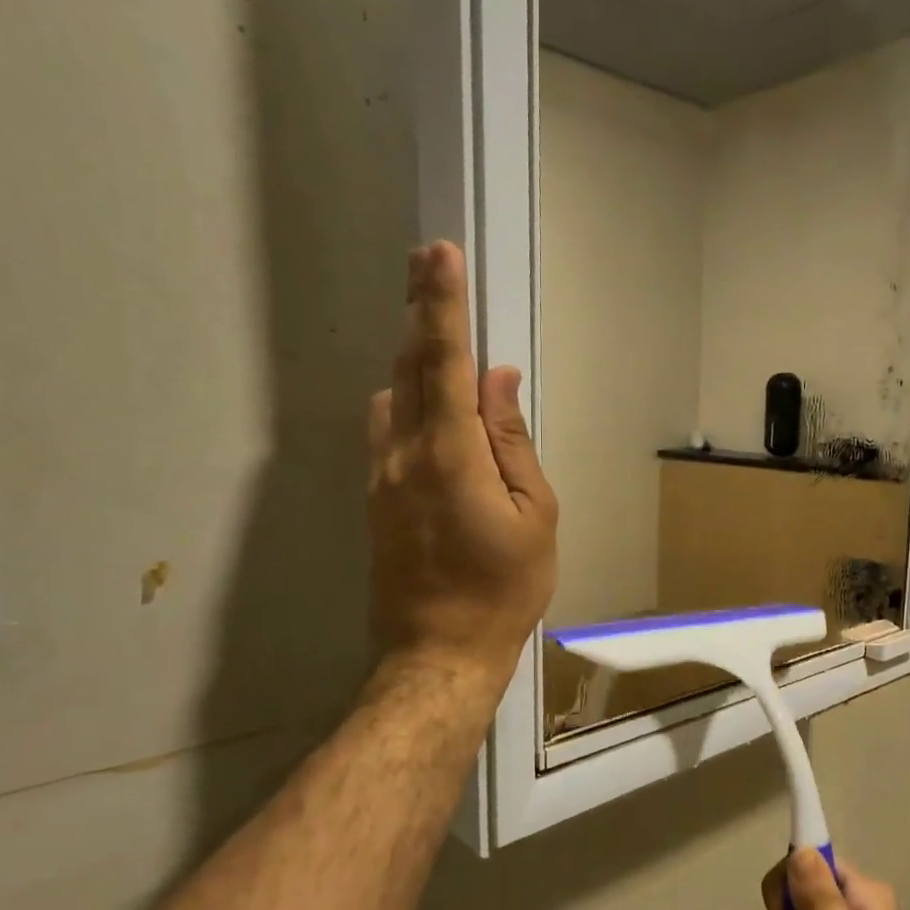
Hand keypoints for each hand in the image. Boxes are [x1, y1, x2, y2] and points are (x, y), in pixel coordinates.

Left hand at [368, 242, 557, 681]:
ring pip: (391, 396)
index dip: (441, 306)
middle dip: (418, 310)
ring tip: (436, 333)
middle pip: (407, 367)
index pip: (444, 363)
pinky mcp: (375, 498)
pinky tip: (428, 403)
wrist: (439, 653)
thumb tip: (500, 381)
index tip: (440, 256)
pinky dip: (406, 398)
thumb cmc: (503, 589)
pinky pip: (388, 430)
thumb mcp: (533, 516)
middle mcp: (403, 456)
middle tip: (426, 261)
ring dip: (411, 357)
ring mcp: (381, 478)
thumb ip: (513, 442)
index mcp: (449, 457)